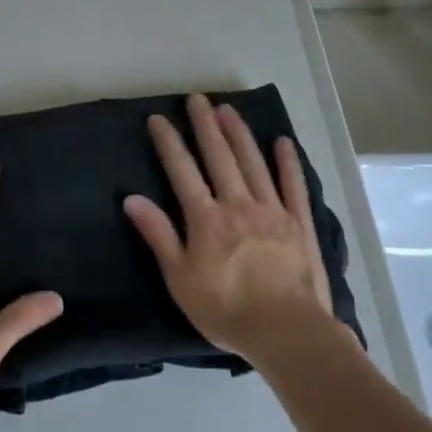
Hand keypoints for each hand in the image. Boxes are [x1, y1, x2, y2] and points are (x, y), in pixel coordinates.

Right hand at [124, 94, 336, 363]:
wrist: (287, 333)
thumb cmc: (226, 310)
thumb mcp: (180, 279)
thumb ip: (159, 235)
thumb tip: (132, 198)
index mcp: (206, 218)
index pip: (182, 171)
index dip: (169, 142)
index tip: (159, 118)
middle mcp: (238, 203)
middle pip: (219, 156)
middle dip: (205, 125)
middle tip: (197, 98)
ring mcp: (272, 210)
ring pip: (252, 162)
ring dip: (239, 134)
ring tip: (228, 109)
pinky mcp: (299, 223)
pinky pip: (293, 186)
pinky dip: (287, 163)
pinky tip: (282, 142)